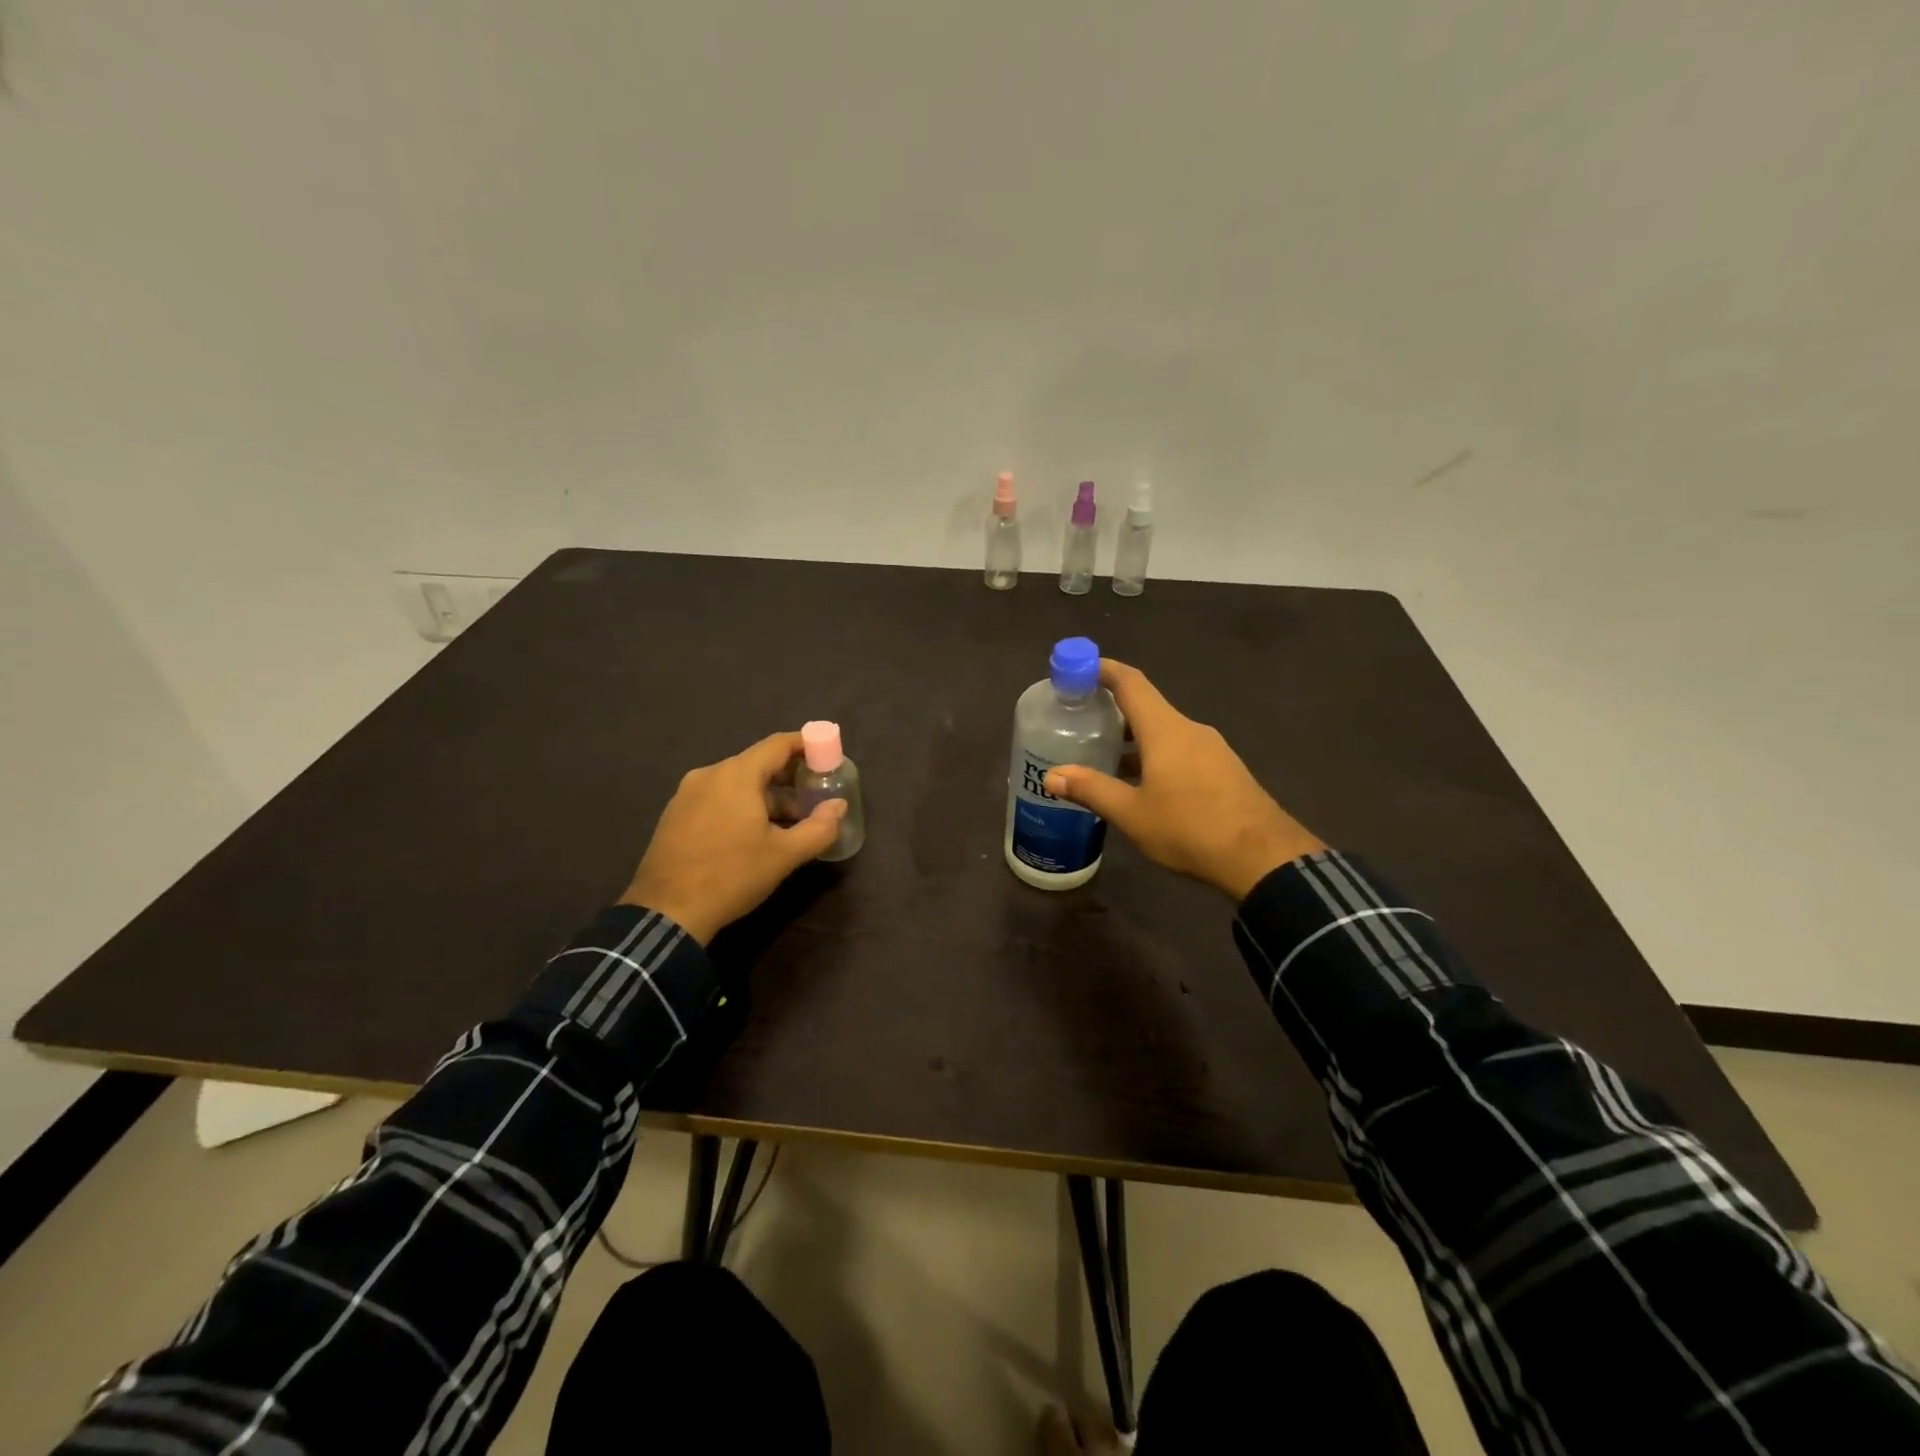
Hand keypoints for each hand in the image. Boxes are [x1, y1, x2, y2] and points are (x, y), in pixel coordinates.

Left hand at [620, 731, 846, 943]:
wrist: (667, 912)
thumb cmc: (731, 876)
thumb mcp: (784, 855)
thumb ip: (819, 828)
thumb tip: (839, 806)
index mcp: (737, 775)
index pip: (777, 744)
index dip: (805, 745)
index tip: (826, 755)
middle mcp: (709, 775)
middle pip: (756, 763)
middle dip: (788, 777)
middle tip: (813, 796)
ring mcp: (687, 794)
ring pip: (736, 783)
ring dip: (765, 796)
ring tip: (787, 822)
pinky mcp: (674, 814)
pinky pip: (716, 797)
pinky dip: (740, 805)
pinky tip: (751, 834)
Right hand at [1044, 659, 1325, 900]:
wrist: (1262, 858)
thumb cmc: (1190, 827)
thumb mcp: (1132, 813)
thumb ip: (1091, 789)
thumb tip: (1051, 775)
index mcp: (1166, 730)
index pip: (1131, 683)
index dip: (1104, 670)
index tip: (1077, 667)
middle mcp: (1190, 730)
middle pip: (1147, 707)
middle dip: (1113, 710)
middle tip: (1080, 720)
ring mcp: (1212, 750)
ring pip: (1164, 732)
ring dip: (1134, 739)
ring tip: (1104, 756)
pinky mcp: (1224, 771)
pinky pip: (1181, 751)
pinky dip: (1155, 756)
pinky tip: (1141, 784)